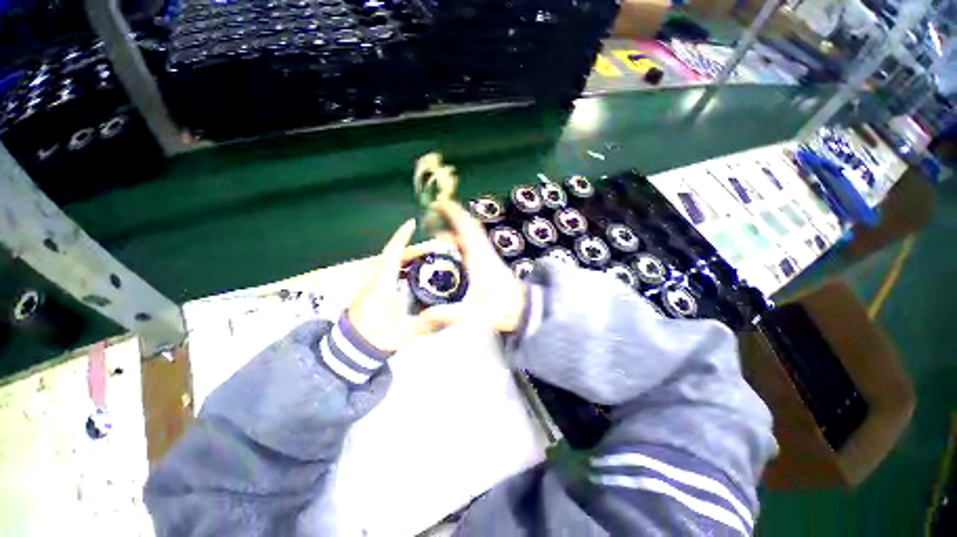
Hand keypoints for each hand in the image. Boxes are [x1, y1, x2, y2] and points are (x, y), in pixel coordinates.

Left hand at [348, 219, 433, 351]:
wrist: (351, 349)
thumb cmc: (376, 337)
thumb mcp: (404, 331)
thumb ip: (429, 323)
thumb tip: (455, 317)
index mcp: (382, 283)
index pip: (392, 253)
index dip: (402, 236)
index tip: (412, 223)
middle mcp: (375, 278)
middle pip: (394, 255)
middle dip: (413, 249)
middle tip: (433, 250)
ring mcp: (372, 284)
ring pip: (390, 263)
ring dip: (407, 258)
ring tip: (427, 260)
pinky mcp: (372, 290)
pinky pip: (388, 271)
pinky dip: (402, 267)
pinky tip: (414, 275)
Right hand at [418, 200, 526, 332]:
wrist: (526, 309)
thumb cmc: (502, 309)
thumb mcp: (474, 314)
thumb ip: (449, 314)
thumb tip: (424, 315)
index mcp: (479, 258)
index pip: (466, 228)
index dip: (453, 213)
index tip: (440, 202)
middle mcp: (484, 252)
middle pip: (469, 227)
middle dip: (452, 218)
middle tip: (434, 219)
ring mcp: (488, 255)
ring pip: (472, 234)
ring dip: (457, 229)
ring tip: (439, 235)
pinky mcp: (491, 261)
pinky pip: (475, 243)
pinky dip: (463, 240)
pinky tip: (455, 250)